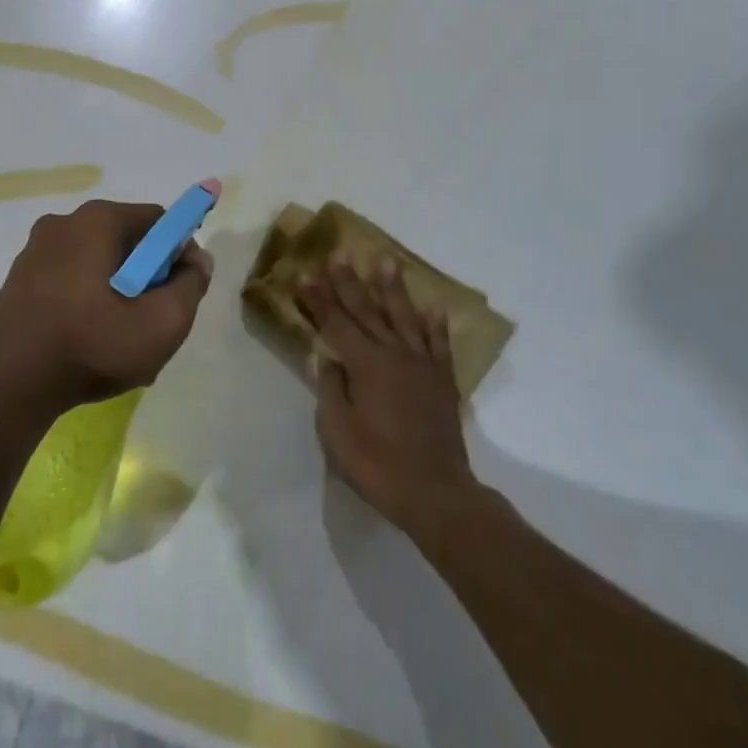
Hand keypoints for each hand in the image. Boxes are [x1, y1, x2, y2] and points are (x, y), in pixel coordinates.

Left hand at [0, 199, 213, 414]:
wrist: (5, 383)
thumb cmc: (90, 344)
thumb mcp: (162, 323)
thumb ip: (191, 286)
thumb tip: (197, 261)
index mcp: (97, 220)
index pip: (159, 221)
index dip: (180, 253)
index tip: (182, 291)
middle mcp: (64, 223)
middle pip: (127, 242)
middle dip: (148, 277)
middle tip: (153, 321)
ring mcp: (36, 251)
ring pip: (98, 264)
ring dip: (119, 293)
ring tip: (122, 341)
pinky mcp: (19, 280)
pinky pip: (70, 281)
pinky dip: (88, 303)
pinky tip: (90, 344)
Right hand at [297, 256, 481, 555]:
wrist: (436, 493)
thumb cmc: (378, 465)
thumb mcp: (337, 432)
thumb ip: (331, 389)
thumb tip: (329, 359)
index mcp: (366, 365)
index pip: (336, 323)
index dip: (318, 299)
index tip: (304, 274)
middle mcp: (395, 355)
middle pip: (367, 311)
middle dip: (349, 282)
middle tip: (339, 254)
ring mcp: (422, 366)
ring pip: (404, 317)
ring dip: (393, 288)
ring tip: (387, 261)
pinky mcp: (443, 381)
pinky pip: (438, 344)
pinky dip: (434, 325)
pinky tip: (432, 308)